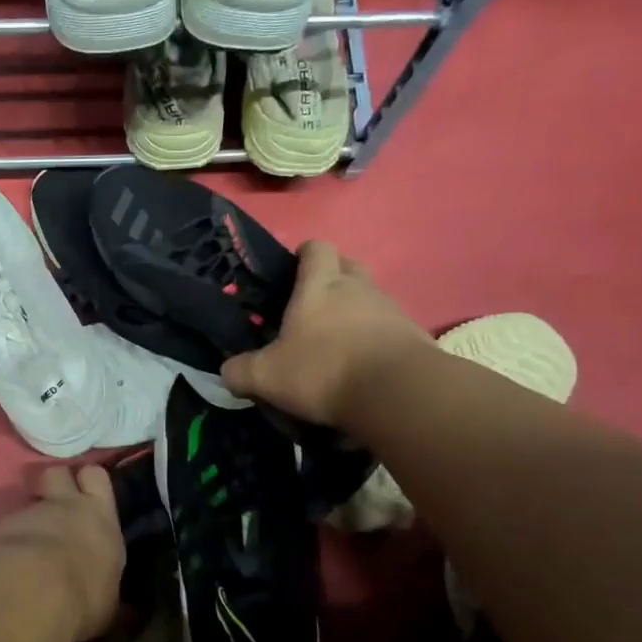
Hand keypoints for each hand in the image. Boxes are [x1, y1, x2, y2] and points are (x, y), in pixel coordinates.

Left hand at [0, 465, 123, 641]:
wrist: (30, 594)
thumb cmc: (82, 599)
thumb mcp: (108, 601)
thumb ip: (105, 585)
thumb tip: (117, 601)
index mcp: (100, 518)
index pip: (97, 477)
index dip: (88, 483)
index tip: (85, 496)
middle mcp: (64, 506)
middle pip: (57, 472)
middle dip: (54, 484)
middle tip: (53, 506)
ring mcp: (26, 512)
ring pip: (26, 501)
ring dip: (26, 518)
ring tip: (25, 545)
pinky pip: (0, 527)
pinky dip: (1, 541)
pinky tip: (0, 564)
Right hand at [221, 241, 431, 427]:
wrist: (397, 393)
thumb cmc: (323, 370)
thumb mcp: (266, 376)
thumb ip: (240, 371)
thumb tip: (227, 371)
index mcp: (320, 285)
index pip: (316, 248)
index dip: (304, 254)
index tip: (292, 271)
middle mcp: (358, 287)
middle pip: (348, 266)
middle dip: (332, 279)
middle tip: (312, 307)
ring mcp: (391, 309)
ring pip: (370, 298)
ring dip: (355, 312)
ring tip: (337, 344)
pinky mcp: (414, 335)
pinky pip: (390, 329)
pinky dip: (375, 340)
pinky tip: (363, 367)